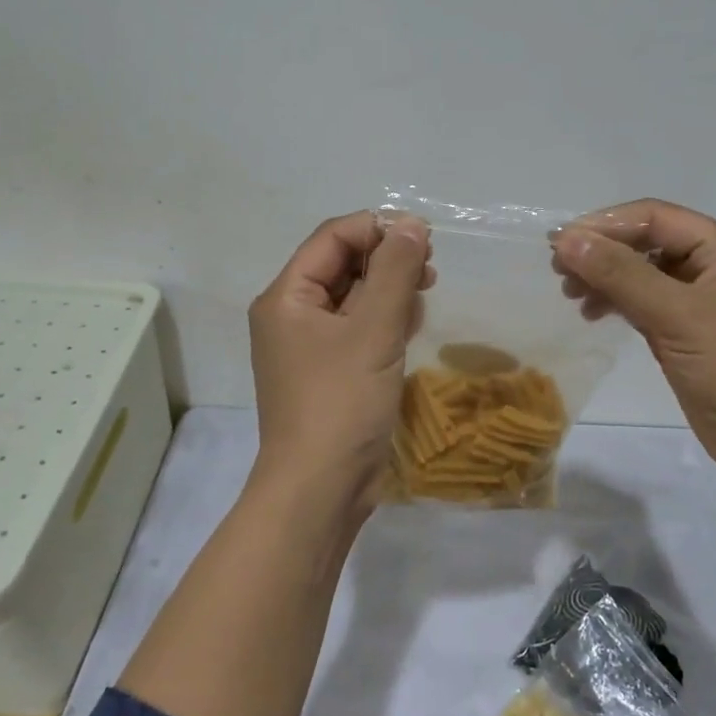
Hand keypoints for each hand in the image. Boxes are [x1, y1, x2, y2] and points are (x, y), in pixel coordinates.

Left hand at [248, 211, 433, 508]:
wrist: (320, 490)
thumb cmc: (341, 403)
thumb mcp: (373, 331)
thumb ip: (395, 272)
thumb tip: (412, 224)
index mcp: (286, 297)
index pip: (332, 238)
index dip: (377, 229)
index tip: (424, 238)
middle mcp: (291, 315)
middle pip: (342, 265)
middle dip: (387, 259)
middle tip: (430, 269)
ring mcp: (309, 347)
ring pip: (353, 298)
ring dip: (389, 289)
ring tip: (424, 295)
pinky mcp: (330, 372)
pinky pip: (358, 329)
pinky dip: (384, 320)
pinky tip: (412, 324)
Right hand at [550, 200, 715, 477]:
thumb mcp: (677, 315)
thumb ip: (621, 274)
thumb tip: (566, 241)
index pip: (655, 217)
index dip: (604, 225)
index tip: (558, 244)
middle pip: (648, 242)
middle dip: (603, 252)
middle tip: (559, 272)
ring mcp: (704, 300)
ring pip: (644, 273)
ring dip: (606, 278)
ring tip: (571, 295)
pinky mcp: (690, 331)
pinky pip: (646, 303)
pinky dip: (618, 303)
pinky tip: (593, 313)